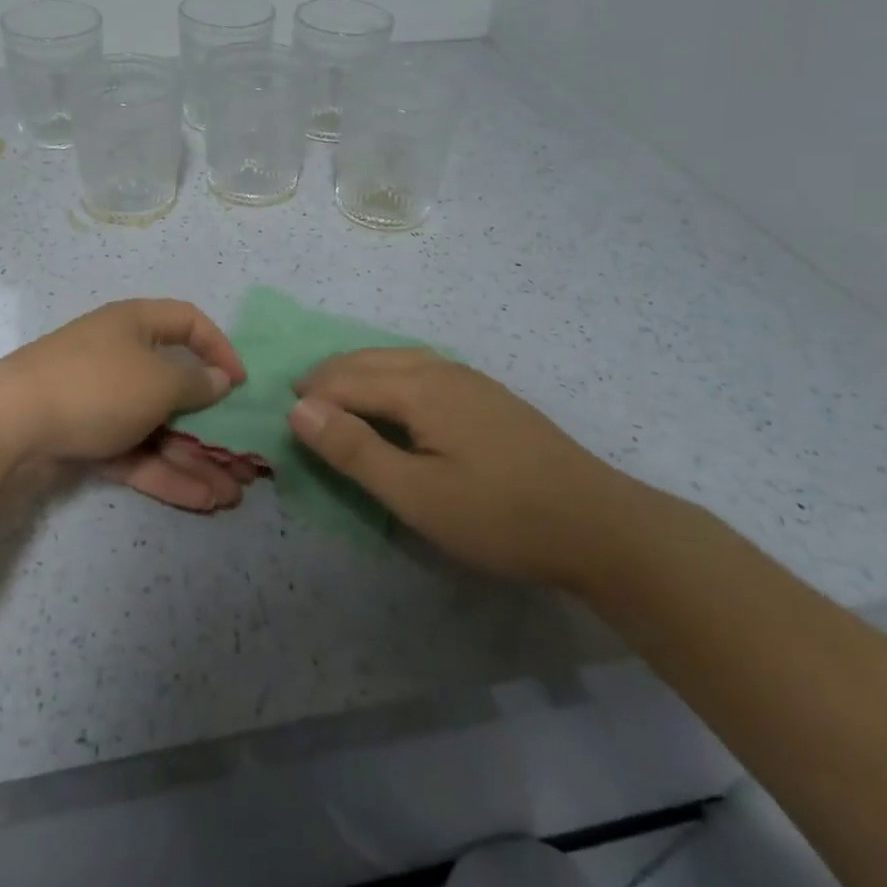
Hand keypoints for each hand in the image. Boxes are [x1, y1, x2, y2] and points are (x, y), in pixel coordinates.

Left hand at [0, 299, 260, 512]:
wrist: (9, 425)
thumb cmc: (96, 386)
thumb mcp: (157, 381)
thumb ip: (195, 383)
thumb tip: (219, 378)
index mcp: (135, 326)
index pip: (188, 322)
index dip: (219, 348)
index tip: (241, 383)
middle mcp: (121, 358)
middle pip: (177, 389)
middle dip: (213, 426)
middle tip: (245, 459)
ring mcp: (103, 402)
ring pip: (159, 429)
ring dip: (195, 460)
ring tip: (232, 496)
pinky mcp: (88, 439)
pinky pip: (136, 453)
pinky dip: (165, 474)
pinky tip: (201, 501)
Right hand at [290, 349, 643, 587]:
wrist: (601, 526)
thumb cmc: (499, 516)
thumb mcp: (415, 494)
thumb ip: (354, 449)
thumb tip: (298, 408)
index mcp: (420, 387)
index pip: (348, 379)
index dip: (312, 396)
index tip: (285, 417)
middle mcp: (443, 370)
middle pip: (371, 360)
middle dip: (332, 375)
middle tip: (302, 400)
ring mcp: (472, 381)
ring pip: (399, 359)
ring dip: (361, 371)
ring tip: (338, 394)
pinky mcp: (491, 398)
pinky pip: (423, 369)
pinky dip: (390, 375)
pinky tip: (397, 398)